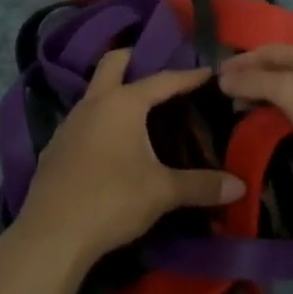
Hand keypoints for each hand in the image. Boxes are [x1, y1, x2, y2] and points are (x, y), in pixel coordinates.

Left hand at [11, 49, 243, 266]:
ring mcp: (69, 123)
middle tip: (156, 70)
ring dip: (114, 91)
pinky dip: (99, 120)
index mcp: (123, 103)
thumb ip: (201, 185)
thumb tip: (240, 185)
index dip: (187, 76)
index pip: (162, 80)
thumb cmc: (112, 200)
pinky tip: (109, 144)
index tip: (207, 71)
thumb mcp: (162, 192)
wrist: (52, 235)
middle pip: (113, 62)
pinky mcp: (55, 147)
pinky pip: (82, 120)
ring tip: (136, 109)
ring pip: (94, 91)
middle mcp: (94, 102)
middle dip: (134, 58)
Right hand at [218, 45, 292, 204]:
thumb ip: (254, 82)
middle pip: (278, 68)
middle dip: (251, 78)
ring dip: (266, 96)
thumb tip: (222, 77)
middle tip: (224, 97)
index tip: (214, 77)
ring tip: (243, 111)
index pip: (266, 51)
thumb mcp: (288, 90)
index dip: (240, 62)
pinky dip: (281, 111)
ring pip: (289, 89)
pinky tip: (273, 124)